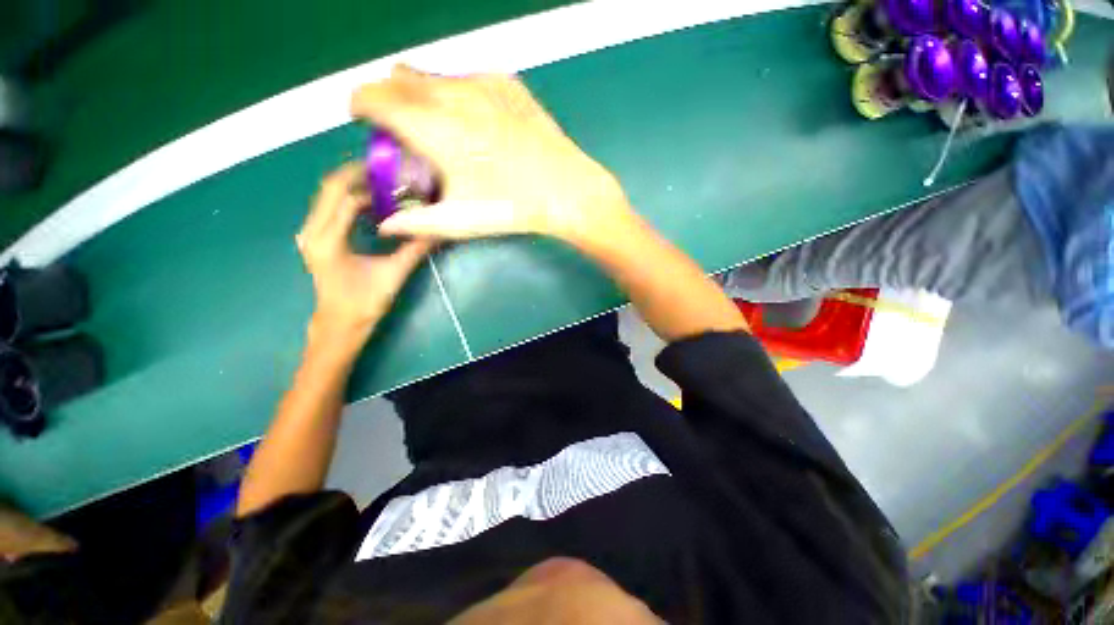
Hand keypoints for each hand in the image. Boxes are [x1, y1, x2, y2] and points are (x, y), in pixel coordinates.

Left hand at [297, 163, 433, 347]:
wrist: (339, 322)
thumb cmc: (364, 302)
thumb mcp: (393, 275)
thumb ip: (414, 250)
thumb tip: (438, 232)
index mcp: (328, 240)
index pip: (348, 200)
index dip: (374, 189)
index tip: (399, 183)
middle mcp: (311, 231)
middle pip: (330, 187)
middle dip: (358, 174)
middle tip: (388, 172)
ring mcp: (309, 232)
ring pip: (327, 194)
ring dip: (353, 184)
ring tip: (383, 184)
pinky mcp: (315, 236)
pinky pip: (329, 206)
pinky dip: (349, 198)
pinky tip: (371, 202)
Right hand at [350, 65, 632, 244]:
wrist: (566, 190)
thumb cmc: (513, 207)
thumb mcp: (461, 221)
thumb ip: (416, 221)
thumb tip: (385, 223)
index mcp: (434, 126)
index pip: (373, 96)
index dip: (361, 107)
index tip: (366, 122)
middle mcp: (452, 93)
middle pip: (399, 78)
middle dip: (389, 99)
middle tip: (404, 130)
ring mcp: (483, 84)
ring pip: (433, 75)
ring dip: (422, 94)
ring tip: (440, 127)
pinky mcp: (507, 84)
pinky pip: (467, 78)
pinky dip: (457, 93)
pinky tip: (476, 122)